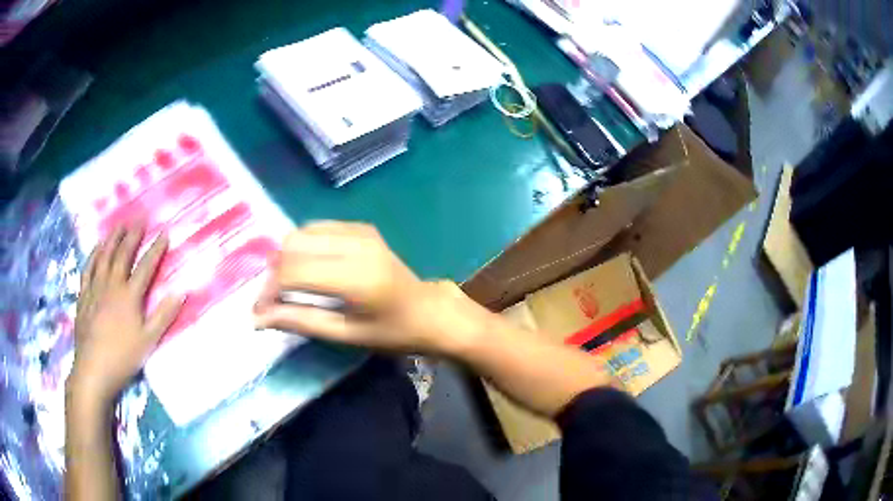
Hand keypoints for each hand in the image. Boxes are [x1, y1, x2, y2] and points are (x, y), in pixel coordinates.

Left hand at [68, 225, 183, 409]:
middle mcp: (112, 285)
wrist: (93, 368)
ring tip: (119, 225)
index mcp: (129, 296)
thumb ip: (164, 315)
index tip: (164, 232)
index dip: (156, 249)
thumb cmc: (123, 357)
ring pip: (104, 256)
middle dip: (133, 235)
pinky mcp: (84, 295)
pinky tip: (97, 248)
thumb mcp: (148, 341)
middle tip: (140, 217)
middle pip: (123, 254)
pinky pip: (88, 268)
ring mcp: (95, 288)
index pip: (146, 266)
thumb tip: (181, 292)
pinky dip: (94, 255)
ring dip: (113, 238)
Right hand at [254, 221, 495, 355]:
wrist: (430, 311)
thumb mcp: (346, 334)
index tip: (260, 312)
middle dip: (274, 272)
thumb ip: (301, 321)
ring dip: (287, 257)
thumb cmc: (392, 332)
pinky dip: (304, 246)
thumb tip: (257, 318)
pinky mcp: (361, 227)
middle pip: (291, 244)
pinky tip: (310, 268)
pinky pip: (318, 228)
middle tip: (275, 300)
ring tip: (289, 286)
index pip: (292, 272)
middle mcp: (355, 244)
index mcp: (355, 277)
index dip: (268, 291)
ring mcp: (360, 231)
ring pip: (301, 232)